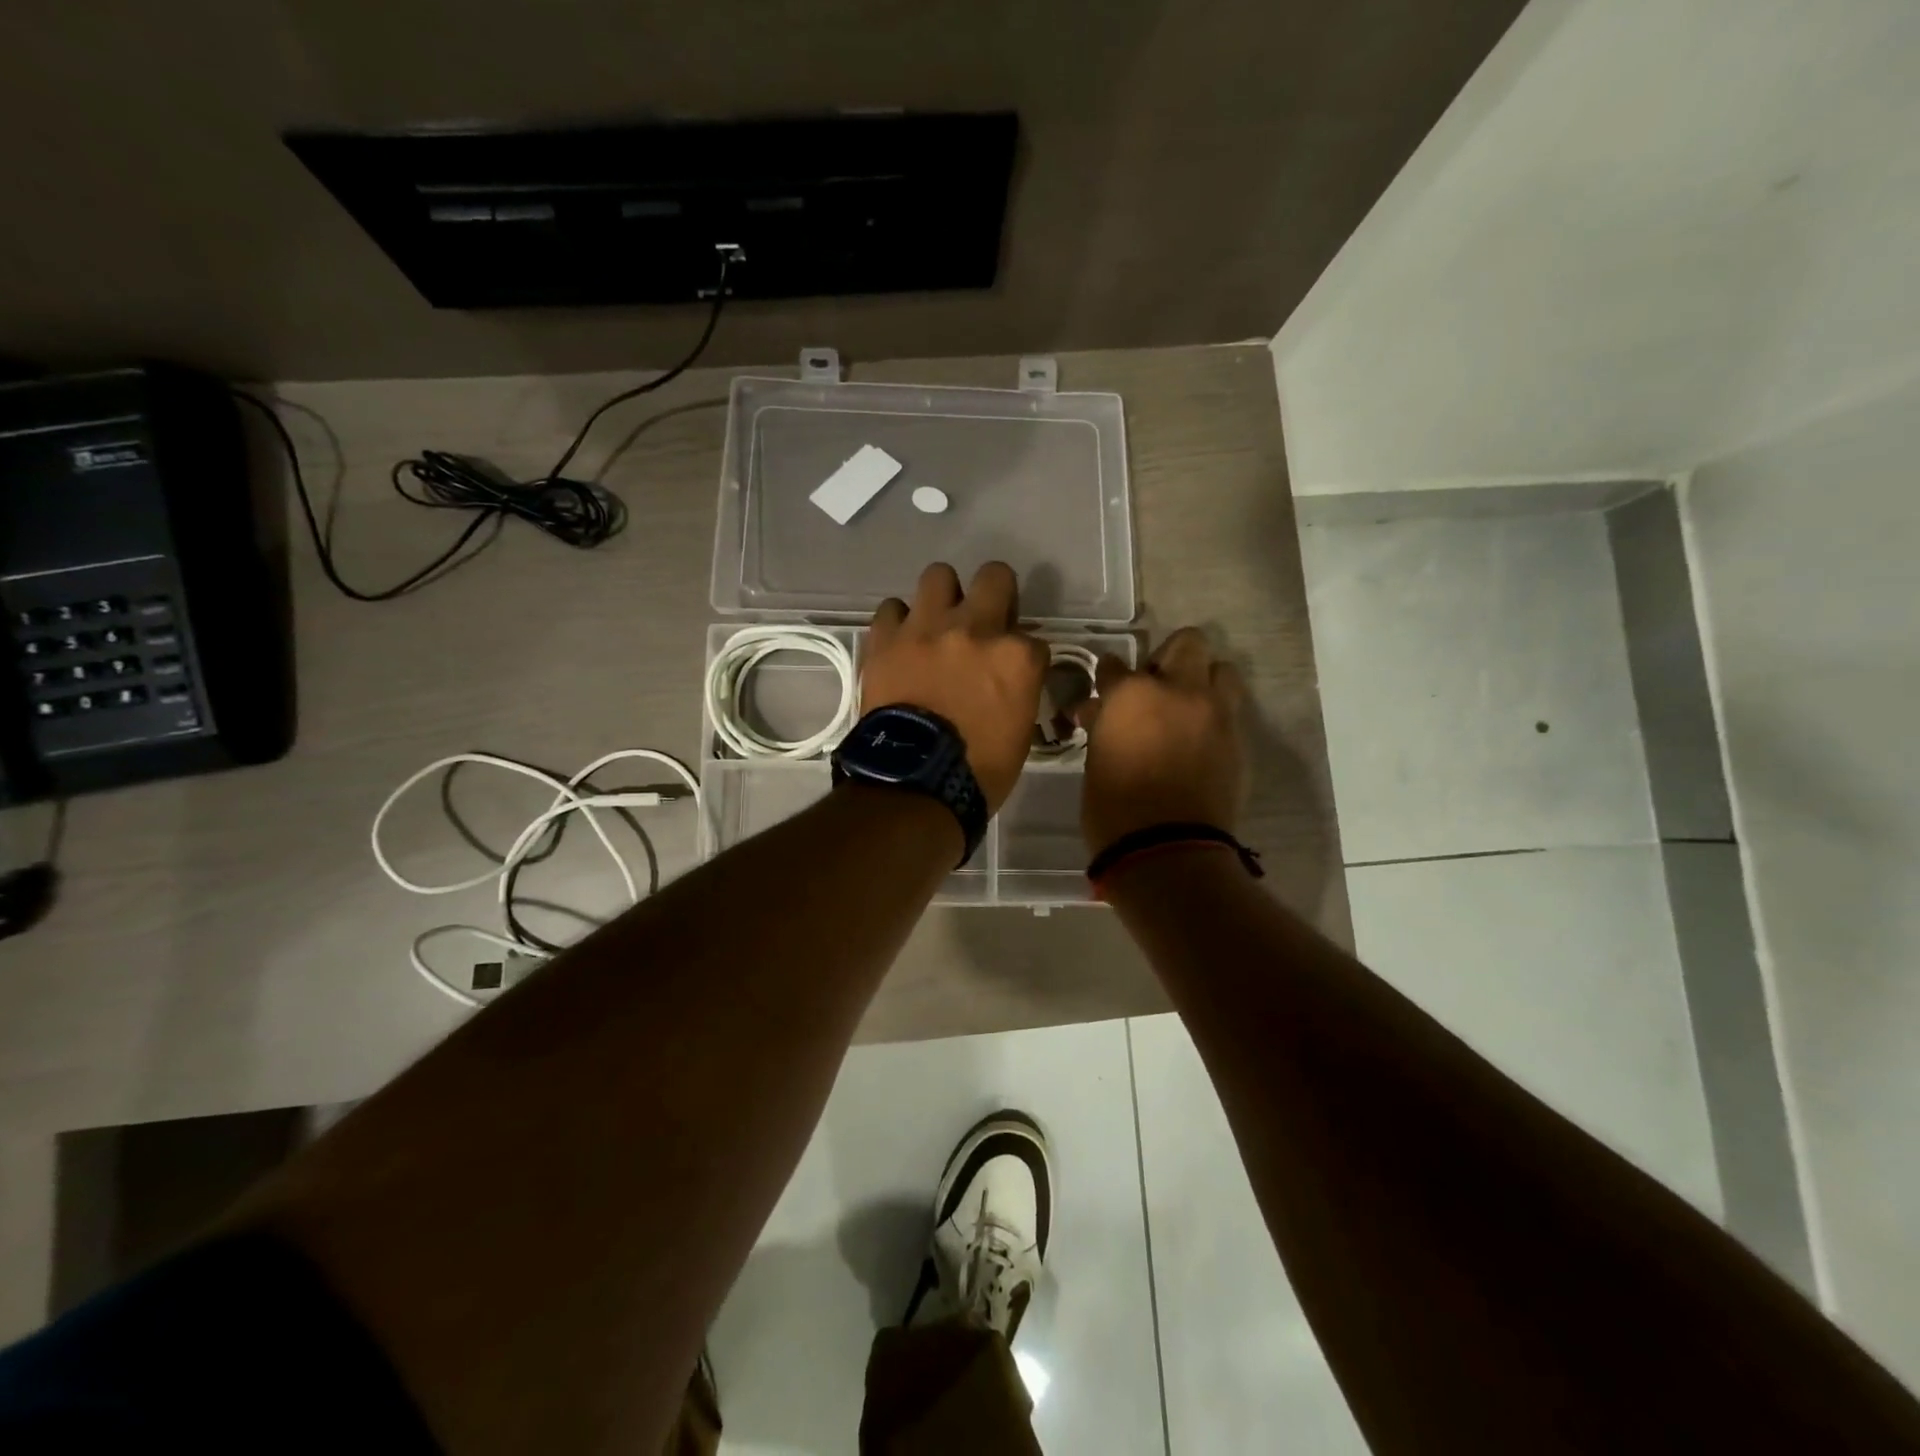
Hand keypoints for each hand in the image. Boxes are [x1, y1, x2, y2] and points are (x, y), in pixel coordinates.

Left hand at [863, 562, 1048, 812]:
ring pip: (939, 575)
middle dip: (996, 594)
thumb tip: (1009, 679)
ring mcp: (927, 628)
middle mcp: (976, 629)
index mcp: (1017, 657)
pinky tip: (902, 642)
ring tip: (937, 624)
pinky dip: (899, 622)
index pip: (1034, 639)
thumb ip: (1019, 690)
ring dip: (943, 597)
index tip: (1013, 674)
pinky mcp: (887, 639)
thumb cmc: (978, 770)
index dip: (1023, 656)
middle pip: (995, 577)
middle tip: (984, 622)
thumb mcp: (1020, 732)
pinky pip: (892, 608)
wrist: (914, 785)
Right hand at [1078, 627, 1248, 855]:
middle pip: (1187, 643)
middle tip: (1155, 685)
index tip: (1106, 689)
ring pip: (1222, 670)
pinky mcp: (1238, 740)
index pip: (1115, 666)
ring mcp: (1215, 713)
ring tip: (1187, 707)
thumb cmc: (1114, 808)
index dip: (1109, 677)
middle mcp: (1179, 691)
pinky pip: (1230, 711)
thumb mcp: (1096, 761)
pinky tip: (1200, 739)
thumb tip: (1097, 712)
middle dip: (1169, 657)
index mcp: (1133, 694)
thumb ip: (1102, 726)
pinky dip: (1215, 716)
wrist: (1167, 849)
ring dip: (1203, 681)